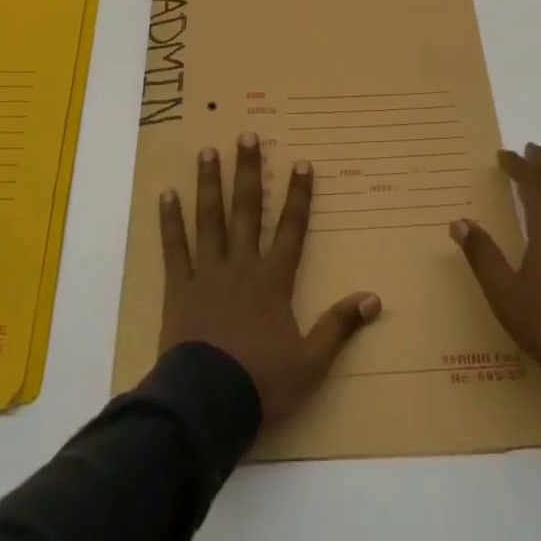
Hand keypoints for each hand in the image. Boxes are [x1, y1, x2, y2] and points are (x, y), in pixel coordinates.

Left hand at [158, 132, 380, 425]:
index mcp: (273, 281)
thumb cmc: (261, 382)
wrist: (206, 404)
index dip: (299, 196)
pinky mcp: (179, 287)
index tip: (303, 163)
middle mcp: (241, 265)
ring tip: (209, 151)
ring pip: (210, 219)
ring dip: (210, 183)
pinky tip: (166, 194)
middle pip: (248, 210)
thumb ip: (339, 326)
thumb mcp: (311, 362)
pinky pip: (174, 247)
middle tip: (247, 137)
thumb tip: (374, 298)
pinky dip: (170, 220)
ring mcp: (207, 273)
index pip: (292, 229)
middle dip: (250, 172)